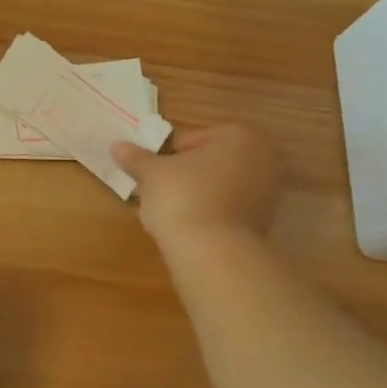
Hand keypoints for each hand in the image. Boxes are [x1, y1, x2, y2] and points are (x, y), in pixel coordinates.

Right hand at [112, 125, 283, 243]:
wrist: (212, 251)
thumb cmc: (183, 196)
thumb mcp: (151, 173)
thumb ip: (136, 157)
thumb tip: (117, 146)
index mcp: (239, 136)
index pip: (194, 139)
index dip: (168, 155)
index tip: (152, 172)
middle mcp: (263, 160)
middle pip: (212, 162)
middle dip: (187, 174)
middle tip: (160, 190)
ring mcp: (269, 194)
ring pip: (222, 187)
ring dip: (200, 194)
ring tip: (171, 211)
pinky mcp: (265, 224)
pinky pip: (230, 210)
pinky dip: (212, 214)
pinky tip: (190, 227)